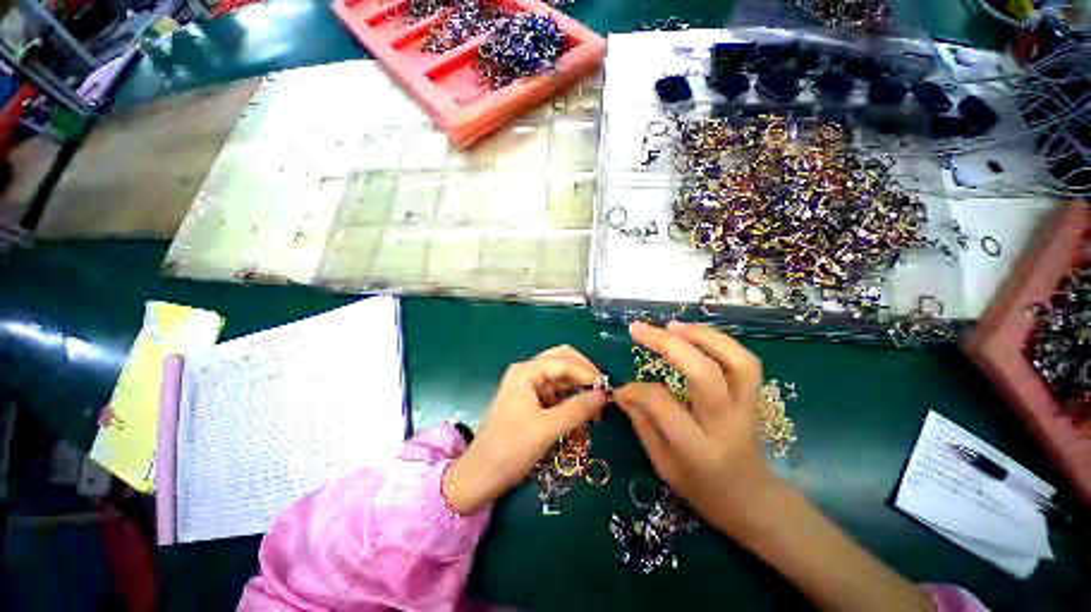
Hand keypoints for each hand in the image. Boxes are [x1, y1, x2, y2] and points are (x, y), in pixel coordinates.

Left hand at [443, 345, 607, 514]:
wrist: (481, 475)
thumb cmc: (511, 448)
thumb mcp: (547, 428)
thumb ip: (577, 409)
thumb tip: (603, 395)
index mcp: (526, 371)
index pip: (563, 362)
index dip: (586, 373)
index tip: (607, 390)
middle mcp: (527, 372)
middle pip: (561, 361)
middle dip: (583, 373)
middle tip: (601, 390)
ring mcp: (528, 386)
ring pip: (560, 377)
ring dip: (578, 388)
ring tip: (594, 407)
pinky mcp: (530, 401)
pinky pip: (556, 393)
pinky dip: (570, 400)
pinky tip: (581, 414)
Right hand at [615, 321, 780, 536]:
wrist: (755, 503)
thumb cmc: (704, 491)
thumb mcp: (664, 466)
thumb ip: (642, 424)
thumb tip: (622, 392)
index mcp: (699, 449)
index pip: (662, 404)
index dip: (636, 389)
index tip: (621, 389)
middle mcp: (727, 424)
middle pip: (703, 373)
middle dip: (667, 344)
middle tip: (639, 329)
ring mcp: (748, 408)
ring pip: (736, 360)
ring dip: (701, 335)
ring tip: (671, 325)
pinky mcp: (756, 398)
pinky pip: (744, 362)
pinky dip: (720, 342)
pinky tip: (695, 335)